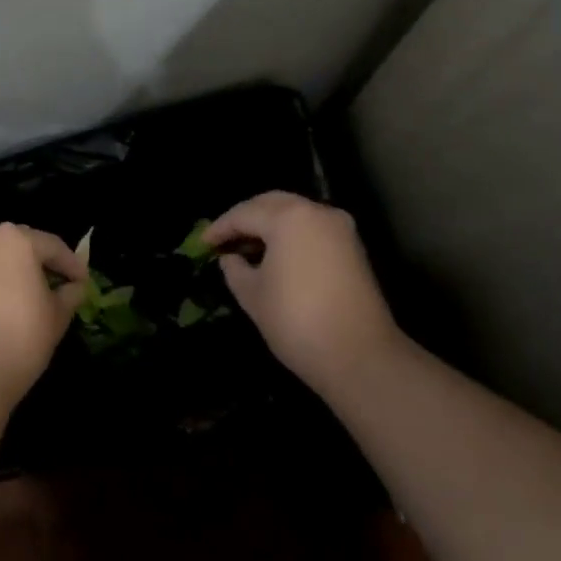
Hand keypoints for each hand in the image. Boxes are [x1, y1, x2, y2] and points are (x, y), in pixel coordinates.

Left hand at [0, 224, 87, 403]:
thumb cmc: (21, 337)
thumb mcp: (57, 316)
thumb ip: (70, 294)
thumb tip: (74, 287)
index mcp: (15, 239)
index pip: (52, 246)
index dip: (72, 265)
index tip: (84, 282)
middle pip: (21, 245)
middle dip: (42, 262)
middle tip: (61, 283)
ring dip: (17, 271)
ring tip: (35, 295)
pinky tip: (8, 305)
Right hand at [206, 192, 402, 390]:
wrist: (359, 355)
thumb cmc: (295, 320)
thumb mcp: (252, 294)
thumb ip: (234, 269)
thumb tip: (229, 258)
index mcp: (289, 218)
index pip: (244, 213)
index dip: (219, 228)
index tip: (202, 244)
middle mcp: (317, 212)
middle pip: (272, 204)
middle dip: (245, 218)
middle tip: (224, 239)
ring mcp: (340, 229)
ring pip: (295, 214)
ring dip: (269, 225)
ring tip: (245, 248)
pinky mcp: (353, 248)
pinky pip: (312, 229)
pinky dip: (290, 235)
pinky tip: (273, 256)